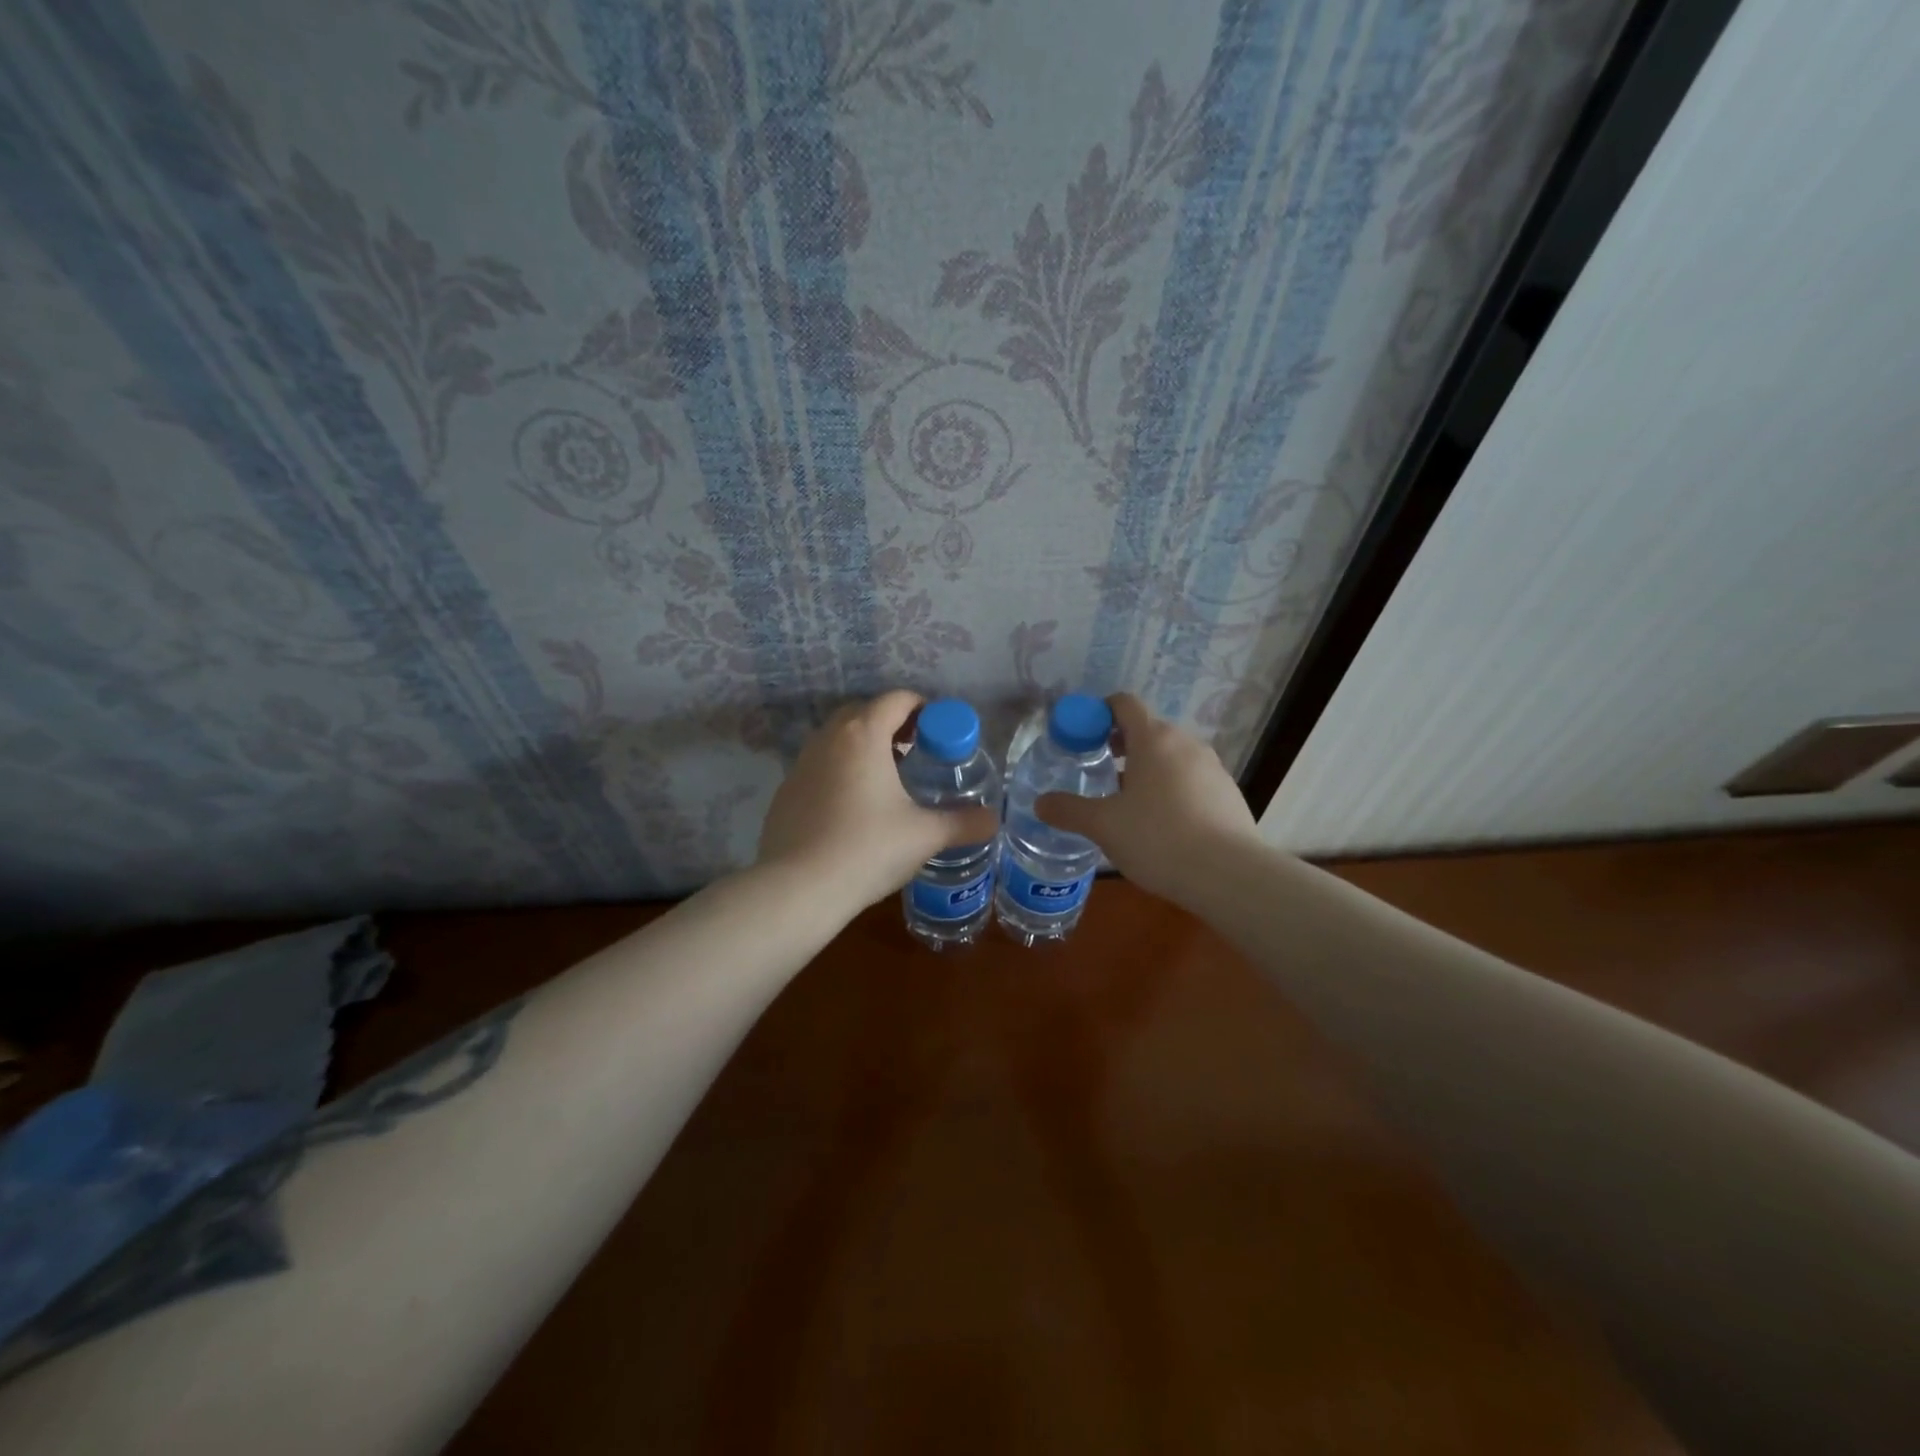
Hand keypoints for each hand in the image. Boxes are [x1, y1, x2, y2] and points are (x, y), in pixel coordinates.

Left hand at [757, 690, 1000, 914]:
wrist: (798, 888)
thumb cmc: (868, 849)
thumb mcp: (924, 836)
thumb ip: (963, 823)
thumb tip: (994, 820)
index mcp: (864, 735)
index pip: (896, 699)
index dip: (922, 708)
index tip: (939, 732)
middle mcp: (829, 738)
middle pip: (864, 712)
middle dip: (892, 724)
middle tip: (916, 752)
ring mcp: (801, 764)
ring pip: (837, 739)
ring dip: (864, 747)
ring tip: (887, 779)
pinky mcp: (786, 791)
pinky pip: (819, 766)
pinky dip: (840, 771)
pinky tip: (853, 808)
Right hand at [1035, 693, 1258, 901]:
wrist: (1229, 875)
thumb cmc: (1158, 839)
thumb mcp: (1104, 826)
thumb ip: (1069, 810)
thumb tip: (1040, 803)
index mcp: (1153, 740)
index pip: (1124, 704)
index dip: (1099, 713)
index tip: (1082, 736)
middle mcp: (1185, 744)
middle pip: (1148, 730)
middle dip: (1120, 745)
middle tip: (1098, 770)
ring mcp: (1212, 768)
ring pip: (1171, 756)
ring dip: (1147, 768)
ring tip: (1128, 801)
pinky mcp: (1228, 793)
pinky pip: (1191, 779)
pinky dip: (1171, 788)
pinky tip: (1162, 823)